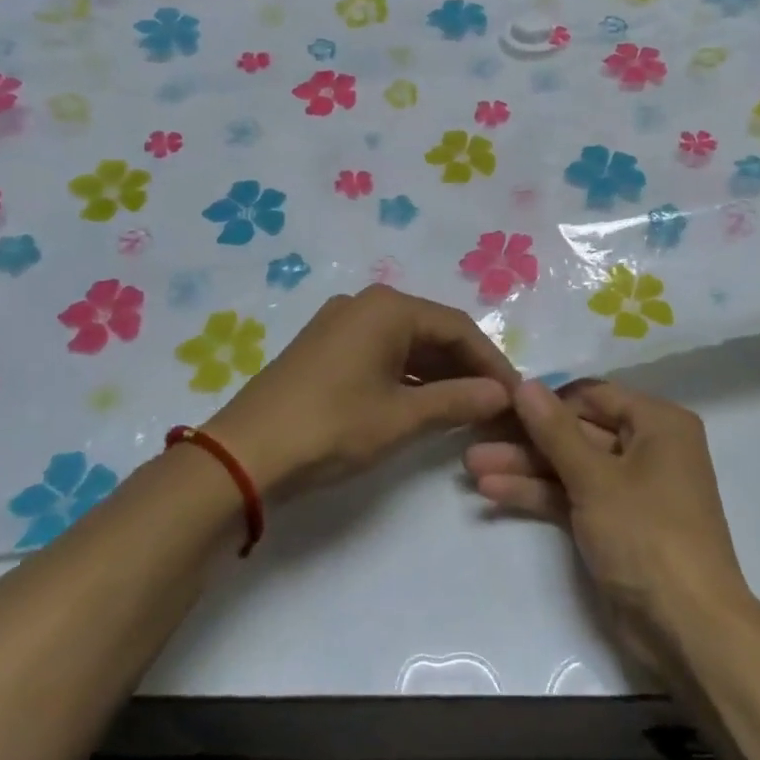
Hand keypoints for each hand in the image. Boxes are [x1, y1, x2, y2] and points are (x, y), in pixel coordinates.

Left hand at [207, 285, 518, 498]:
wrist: (243, 455)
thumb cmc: (331, 427)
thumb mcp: (401, 417)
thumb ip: (458, 401)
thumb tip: (505, 395)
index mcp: (388, 308)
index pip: (458, 327)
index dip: (491, 362)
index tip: (516, 395)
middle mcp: (365, 304)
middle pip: (433, 331)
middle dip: (467, 368)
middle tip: (496, 404)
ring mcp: (341, 324)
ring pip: (407, 344)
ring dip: (439, 374)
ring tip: (468, 408)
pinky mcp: (325, 348)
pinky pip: (382, 354)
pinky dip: (409, 378)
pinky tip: (426, 404)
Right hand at [464, 380, 748, 665]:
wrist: (687, 627)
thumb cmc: (648, 535)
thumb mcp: (596, 478)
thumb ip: (556, 430)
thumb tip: (525, 383)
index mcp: (658, 423)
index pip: (593, 395)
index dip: (546, 398)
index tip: (499, 400)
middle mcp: (647, 448)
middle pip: (578, 432)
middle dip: (527, 438)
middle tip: (475, 434)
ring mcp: (629, 488)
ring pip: (570, 466)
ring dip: (524, 467)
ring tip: (471, 465)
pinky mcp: (614, 524)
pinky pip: (572, 496)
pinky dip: (538, 494)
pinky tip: (492, 491)